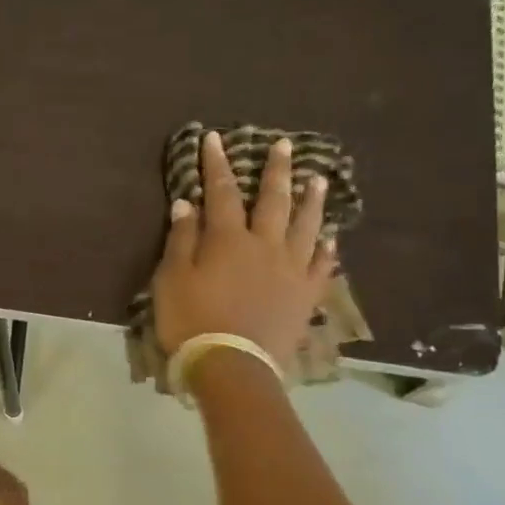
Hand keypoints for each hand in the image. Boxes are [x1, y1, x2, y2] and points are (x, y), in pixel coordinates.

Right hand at [152, 129, 336, 366]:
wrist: (232, 365)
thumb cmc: (192, 321)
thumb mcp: (172, 279)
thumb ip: (181, 240)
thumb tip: (187, 203)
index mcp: (228, 239)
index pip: (220, 192)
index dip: (217, 164)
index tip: (215, 138)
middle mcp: (264, 245)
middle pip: (272, 200)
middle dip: (275, 171)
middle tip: (284, 145)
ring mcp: (290, 269)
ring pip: (305, 226)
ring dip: (311, 200)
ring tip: (318, 179)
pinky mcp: (305, 295)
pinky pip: (321, 265)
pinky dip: (328, 248)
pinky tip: (332, 236)